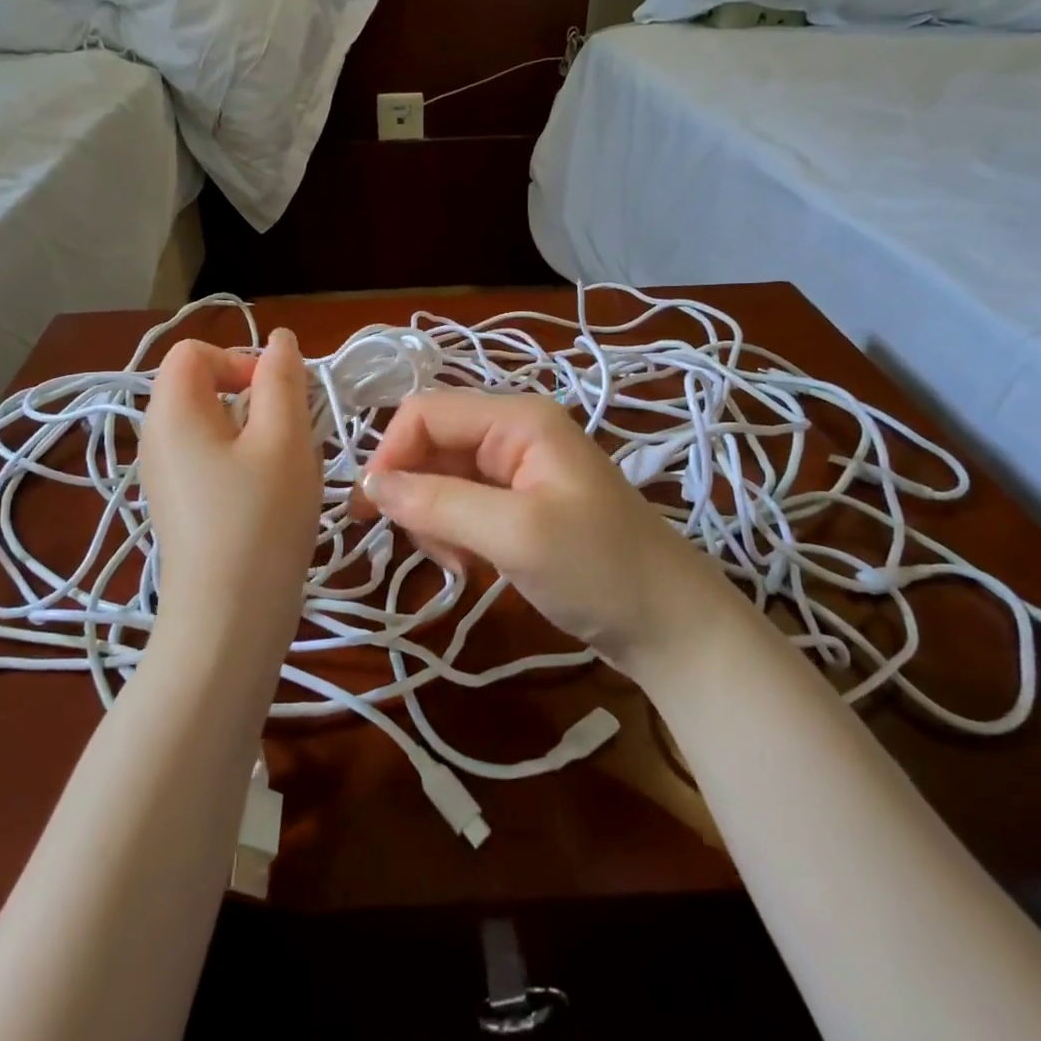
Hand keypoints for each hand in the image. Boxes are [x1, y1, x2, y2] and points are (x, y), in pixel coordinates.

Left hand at [139, 331, 322, 662]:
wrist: (228, 620)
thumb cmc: (260, 519)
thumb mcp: (283, 439)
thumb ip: (283, 380)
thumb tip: (280, 341)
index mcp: (171, 411)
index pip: (195, 352)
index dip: (240, 359)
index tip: (277, 398)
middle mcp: (155, 437)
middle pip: (202, 387)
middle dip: (253, 398)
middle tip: (290, 436)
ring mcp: (163, 475)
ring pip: (212, 426)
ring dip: (255, 433)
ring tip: (285, 470)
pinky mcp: (178, 506)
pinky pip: (209, 460)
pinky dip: (242, 463)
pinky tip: (269, 498)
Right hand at [355, 390, 737, 675]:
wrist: (672, 627)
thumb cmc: (600, 570)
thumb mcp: (515, 534)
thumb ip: (438, 502)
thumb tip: (368, 483)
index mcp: (517, 418)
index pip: (425, 413)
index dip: (391, 455)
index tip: (372, 512)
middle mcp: (514, 432)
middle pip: (432, 444)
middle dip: (414, 492)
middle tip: (422, 548)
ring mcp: (519, 470)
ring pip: (442, 477)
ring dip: (433, 519)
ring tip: (456, 564)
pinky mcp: (521, 504)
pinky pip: (464, 505)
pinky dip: (453, 534)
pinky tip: (469, 566)